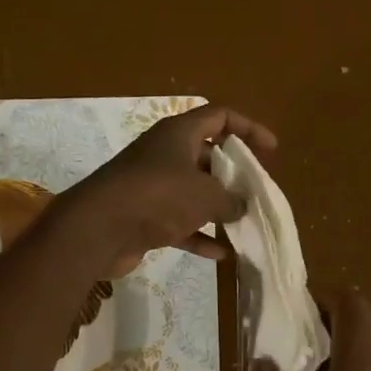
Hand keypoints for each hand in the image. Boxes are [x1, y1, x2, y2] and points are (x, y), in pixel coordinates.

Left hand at [56, 104, 277, 276]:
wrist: (99, 229)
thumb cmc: (158, 196)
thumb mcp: (206, 195)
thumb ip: (231, 199)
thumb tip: (241, 206)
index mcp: (178, 134)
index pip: (219, 116)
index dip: (248, 128)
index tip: (271, 149)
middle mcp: (164, 154)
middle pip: (206, 155)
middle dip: (233, 173)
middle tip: (255, 191)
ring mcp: (151, 186)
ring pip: (193, 192)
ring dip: (217, 207)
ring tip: (243, 222)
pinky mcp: (143, 216)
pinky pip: (179, 223)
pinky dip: (199, 235)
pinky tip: (222, 253)